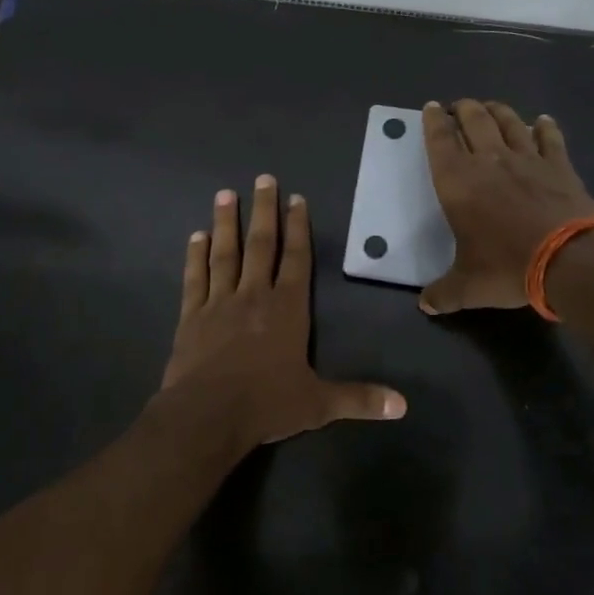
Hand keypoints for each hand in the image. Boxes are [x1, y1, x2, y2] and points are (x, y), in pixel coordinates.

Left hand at [162, 175, 406, 445]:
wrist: (206, 416)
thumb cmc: (266, 405)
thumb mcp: (318, 404)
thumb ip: (359, 399)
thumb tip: (403, 406)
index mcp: (287, 309)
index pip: (297, 260)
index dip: (298, 228)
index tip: (296, 199)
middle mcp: (254, 296)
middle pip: (261, 245)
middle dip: (263, 211)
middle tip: (263, 179)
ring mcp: (219, 303)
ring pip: (225, 254)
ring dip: (226, 223)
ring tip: (225, 194)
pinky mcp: (191, 316)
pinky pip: (195, 279)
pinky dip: (195, 256)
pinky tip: (195, 237)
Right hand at [420, 100, 593, 313]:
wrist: (569, 259)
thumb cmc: (507, 267)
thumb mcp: (468, 286)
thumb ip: (444, 293)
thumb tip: (426, 305)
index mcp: (457, 183)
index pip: (439, 141)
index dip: (433, 122)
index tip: (431, 108)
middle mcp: (489, 161)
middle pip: (473, 121)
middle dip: (463, 109)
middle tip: (458, 106)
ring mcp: (527, 159)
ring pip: (508, 122)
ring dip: (497, 111)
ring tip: (490, 107)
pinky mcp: (559, 166)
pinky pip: (549, 138)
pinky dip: (543, 127)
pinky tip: (542, 122)